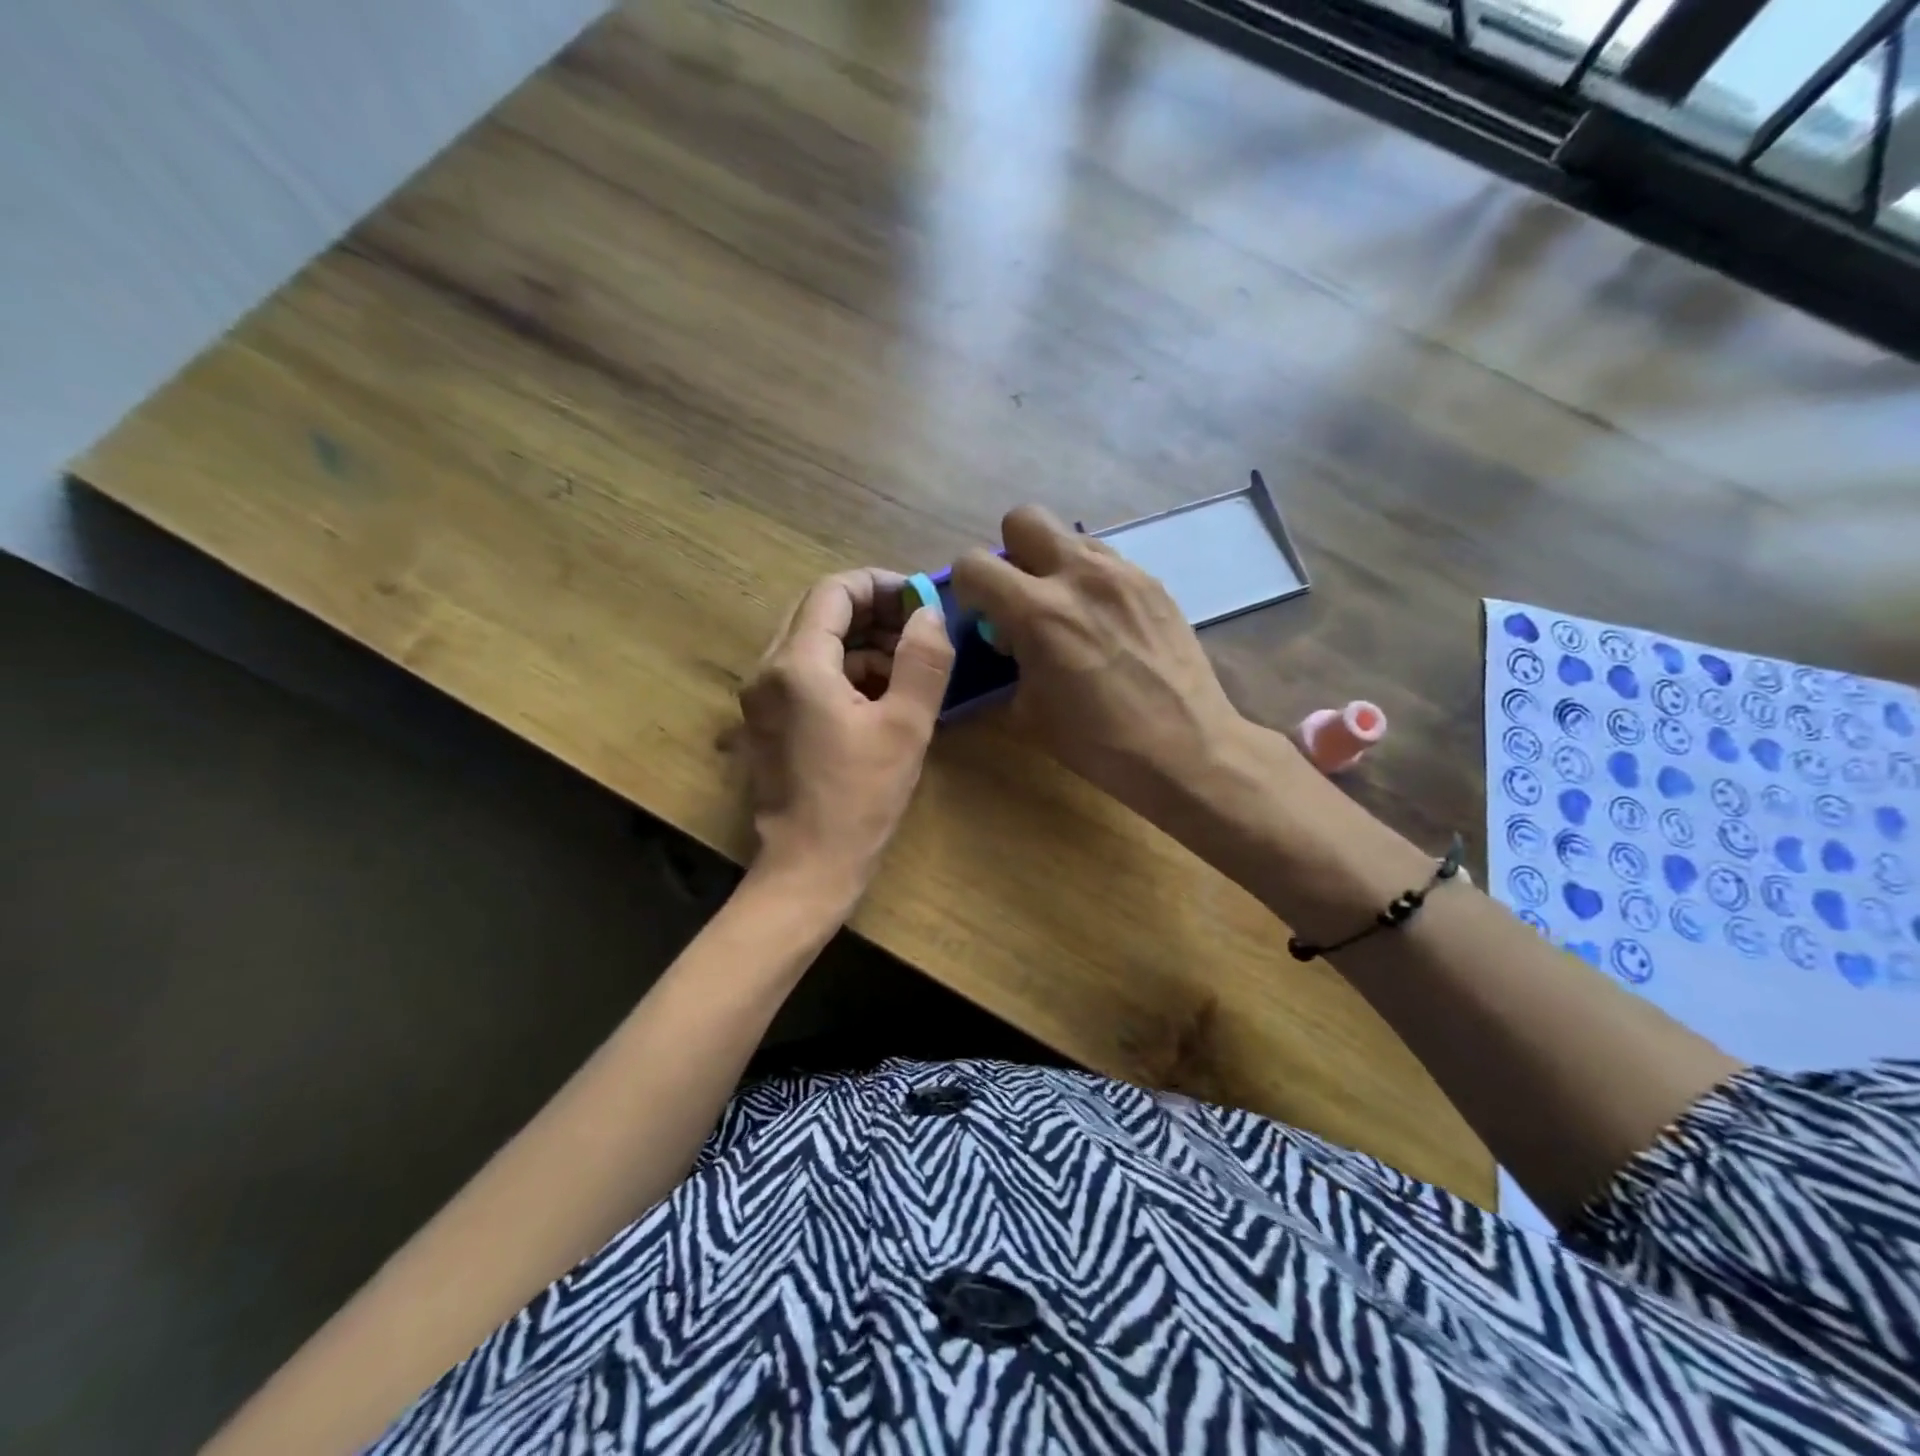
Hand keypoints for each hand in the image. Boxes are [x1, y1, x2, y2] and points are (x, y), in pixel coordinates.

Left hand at [737, 568, 953, 900]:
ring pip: (812, 643)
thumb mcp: (905, 726)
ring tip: (908, 667)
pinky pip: (806, 674)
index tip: (921, 600)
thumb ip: (923, 660)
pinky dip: (843, 671)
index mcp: (797, 664)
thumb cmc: (860, 799)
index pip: (834, 591)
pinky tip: (881, 696)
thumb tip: (929, 613)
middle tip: (918, 629)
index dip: (881, 585)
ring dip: (860, 643)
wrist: (808, 867)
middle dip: (871, 612)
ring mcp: (762, 697)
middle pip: (818, 612)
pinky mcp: (767, 721)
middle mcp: (768, 670)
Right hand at [951, 506, 1252, 819]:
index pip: (974, 563)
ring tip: (1070, 613)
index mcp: (1037, 612)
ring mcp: (1122, 574)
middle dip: (1012, 553)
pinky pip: (1108, 562)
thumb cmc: (1098, 742)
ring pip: (1070, 537)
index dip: (967, 588)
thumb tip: (1009, 642)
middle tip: (1022, 597)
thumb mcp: (1028, 712)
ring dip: (1056, 566)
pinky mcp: (1153, 583)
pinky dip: (1093, 583)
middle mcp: (1078, 576)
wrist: (1184, 747)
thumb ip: (1008, 663)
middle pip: (1024, 518)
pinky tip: (1107, 625)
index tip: (982, 616)